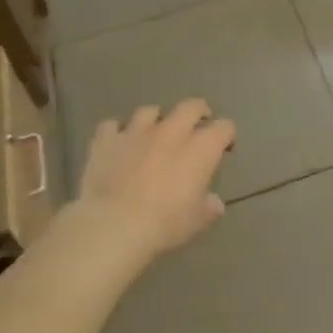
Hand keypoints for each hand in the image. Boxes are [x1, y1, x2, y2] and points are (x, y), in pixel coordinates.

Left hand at [75, 101, 235, 262]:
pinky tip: (118, 143)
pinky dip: (116, 132)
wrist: (113, 226)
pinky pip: (111, 126)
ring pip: (149, 111)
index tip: (224, 149)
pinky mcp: (106, 141)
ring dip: (156, 120)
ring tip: (154, 134)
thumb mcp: (197, 221)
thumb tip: (214, 202)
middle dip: (198, 112)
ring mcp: (136, 132)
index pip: (224, 128)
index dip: (227, 135)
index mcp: (200, 149)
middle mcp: (171, 132)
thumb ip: (209, 207)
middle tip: (197, 126)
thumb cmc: (164, 224)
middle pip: (191, 107)